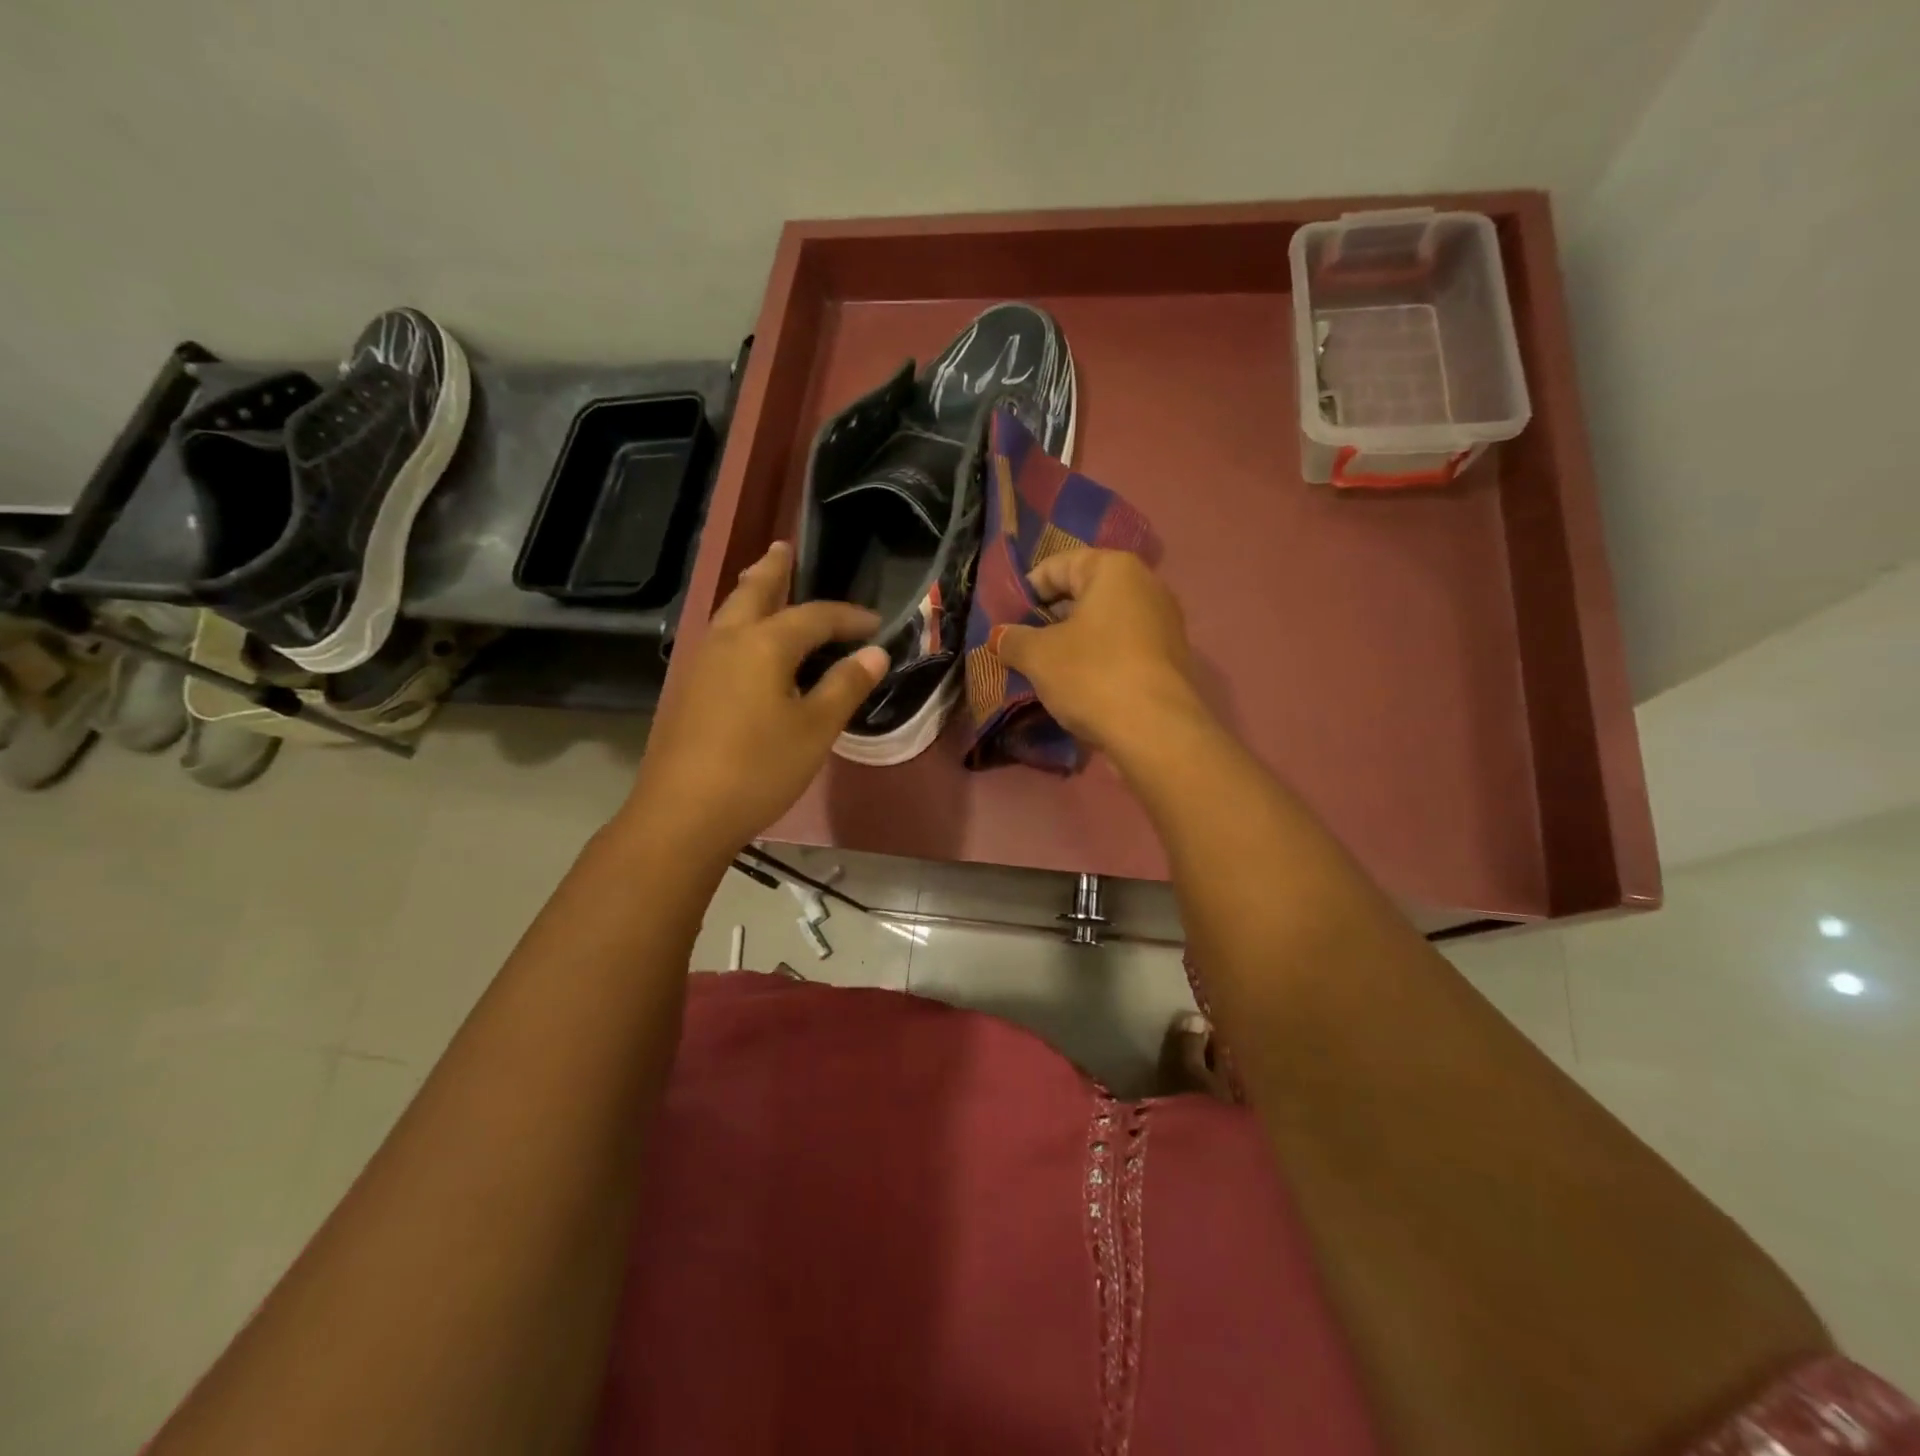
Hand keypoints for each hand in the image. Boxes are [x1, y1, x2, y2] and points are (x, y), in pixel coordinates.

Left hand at [624, 542, 886, 856]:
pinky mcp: (689, 688)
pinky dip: (739, 622)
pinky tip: (746, 643)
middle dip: (773, 569)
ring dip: (750, 592)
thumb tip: (874, 653)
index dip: (848, 617)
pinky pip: (720, 637)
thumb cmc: (760, 768)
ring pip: (729, 611)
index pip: (815, 616)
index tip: (875, 624)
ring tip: (763, 581)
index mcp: (764, 643)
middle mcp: (728, 640)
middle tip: (785, 548)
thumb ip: (846, 686)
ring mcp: (702, 663)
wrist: (683, 812)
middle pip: (753, 591)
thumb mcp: (815, 729)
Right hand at [995, 549, 1203, 754]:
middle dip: (1050, 617)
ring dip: (1073, 641)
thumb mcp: (1038, 656)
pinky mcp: (1171, 658)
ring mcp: (1164, 623)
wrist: (1156, 731)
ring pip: (1104, 623)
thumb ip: (1014, 640)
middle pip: (1084, 592)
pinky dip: (1098, 658)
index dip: (1026, 590)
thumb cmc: (1092, 675)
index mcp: (1114, 569)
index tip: (1006, 619)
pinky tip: (1079, 685)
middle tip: (1022, 644)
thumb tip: (999, 636)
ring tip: (1046, 667)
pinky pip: (1123, 647)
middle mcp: (1146, 585)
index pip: (1058, 565)